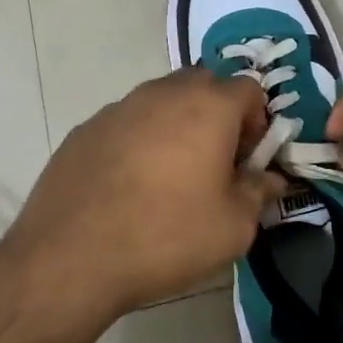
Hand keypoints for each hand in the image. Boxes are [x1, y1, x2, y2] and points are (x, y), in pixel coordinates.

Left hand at [2, 68, 286, 317]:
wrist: (71, 257)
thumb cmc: (166, 236)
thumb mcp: (233, 227)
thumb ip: (259, 193)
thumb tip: (271, 179)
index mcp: (208, 107)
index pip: (249, 89)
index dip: (258, 122)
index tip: (248, 161)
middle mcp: (163, 93)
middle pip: (204, 85)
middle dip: (218, 115)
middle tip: (214, 163)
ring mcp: (119, 107)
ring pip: (162, 101)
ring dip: (177, 125)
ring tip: (169, 176)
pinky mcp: (85, 128)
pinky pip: (127, 122)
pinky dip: (139, 140)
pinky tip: (129, 185)